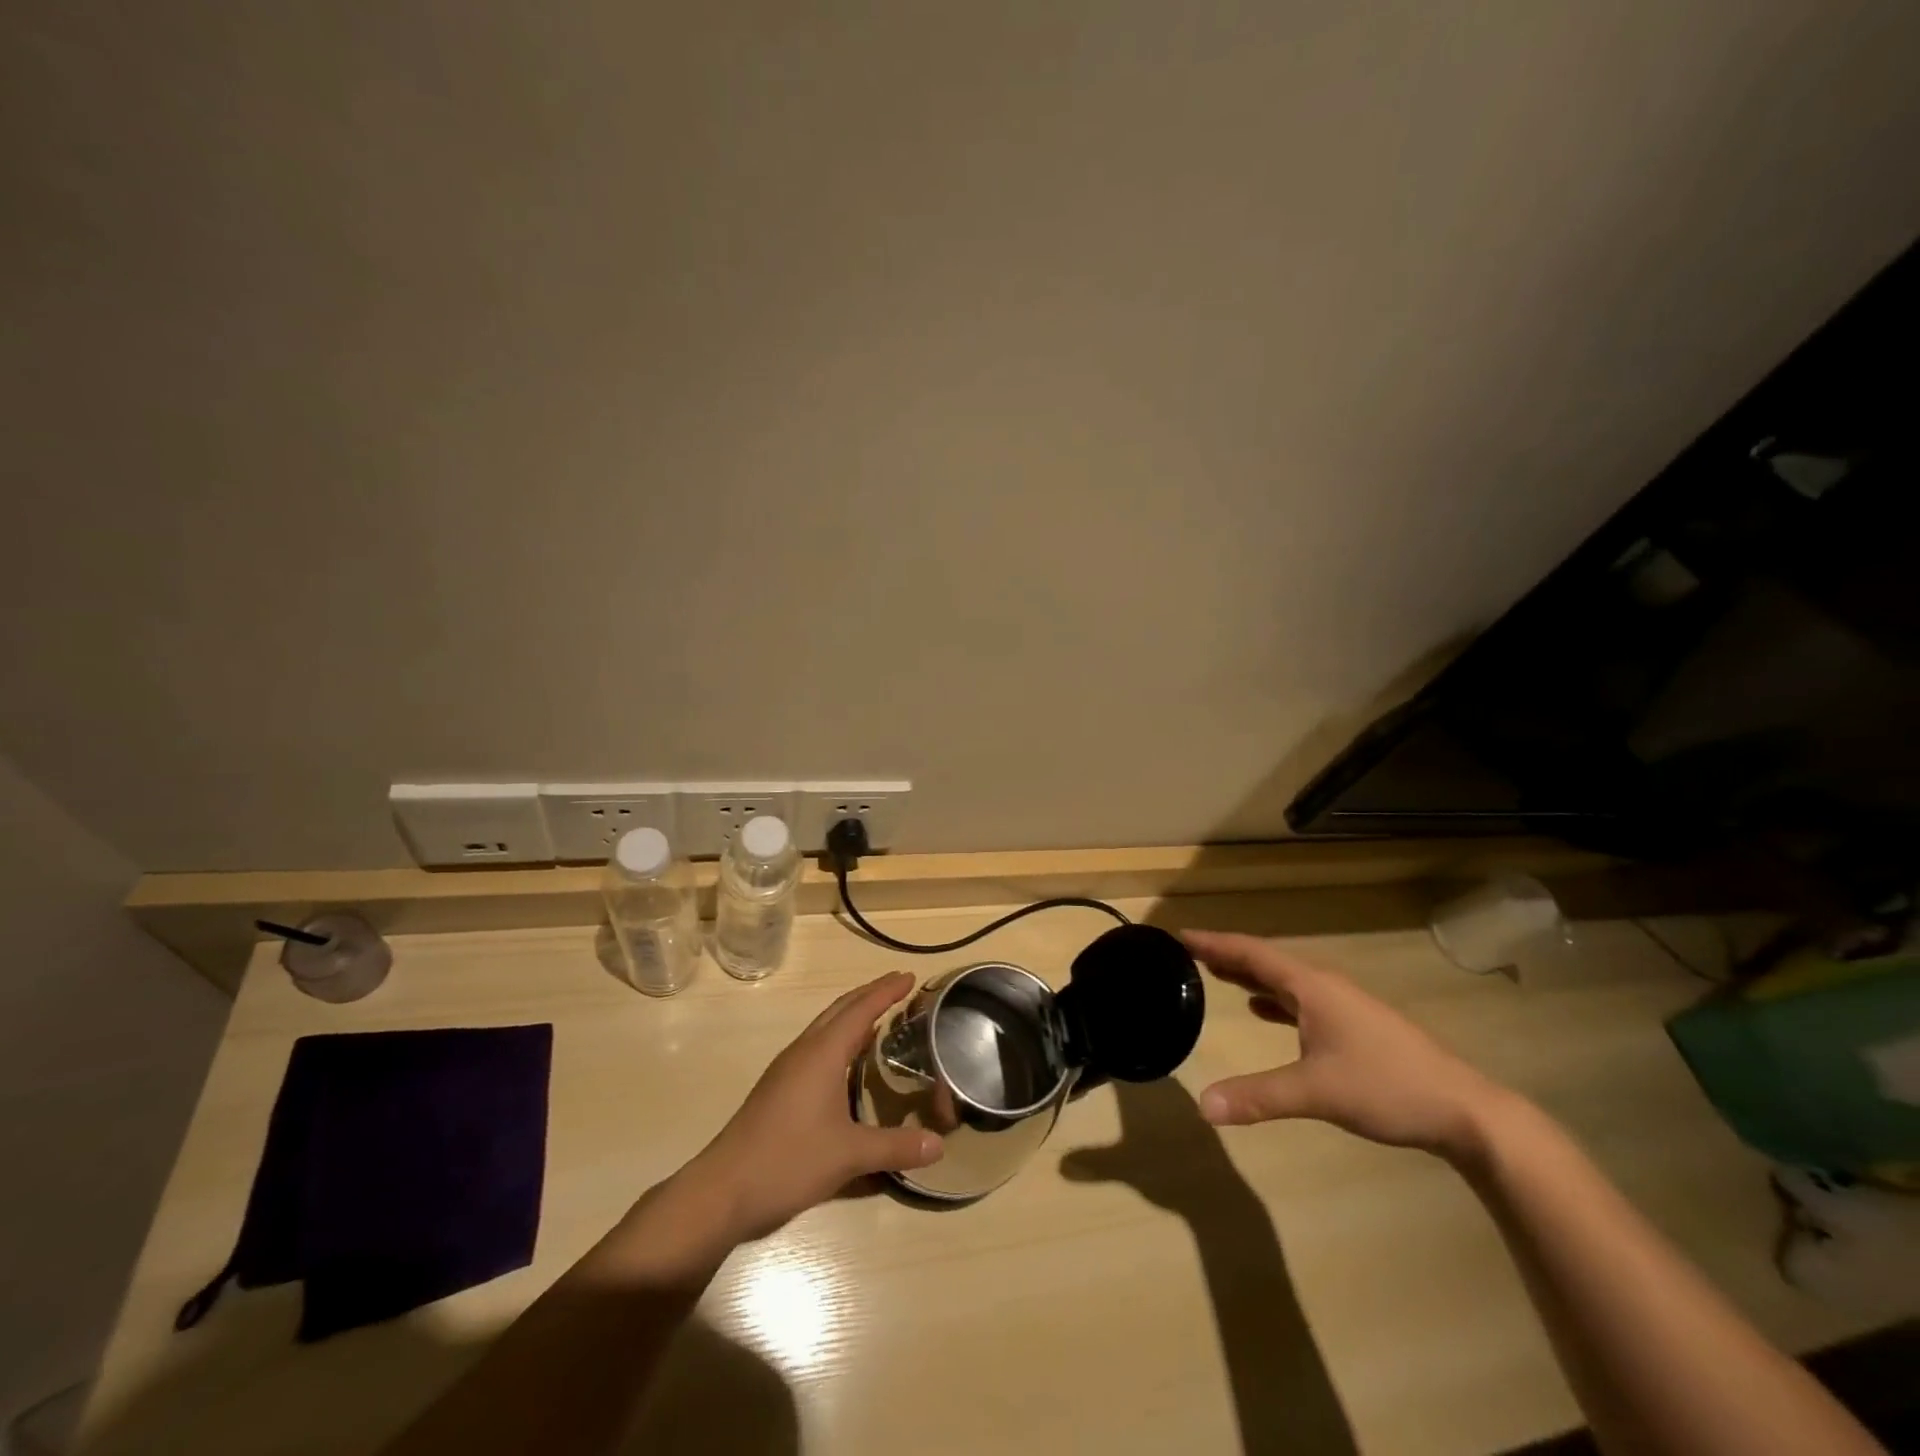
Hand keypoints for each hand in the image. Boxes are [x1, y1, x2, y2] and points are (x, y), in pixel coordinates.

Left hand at [684, 971, 942, 1242]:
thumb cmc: (788, 1160)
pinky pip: (818, 1045)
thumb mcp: (849, 1155)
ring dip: (853, 1014)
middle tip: (900, 986)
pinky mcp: (779, 1087)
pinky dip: (840, 1037)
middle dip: (871, 994)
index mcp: (823, 1053)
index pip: (861, 1009)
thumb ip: (895, 1147)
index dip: (887, 991)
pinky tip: (850, 1059)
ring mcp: (788, 1068)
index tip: (909, 976)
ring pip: (826, 1026)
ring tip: (880, 1016)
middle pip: (841, 1009)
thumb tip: (939, 1146)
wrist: (723, 1190)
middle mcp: (805, 1050)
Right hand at [1184, 929, 1507, 1159]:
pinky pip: (1300, 1001)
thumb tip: (1202, 1106)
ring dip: (1250, 976)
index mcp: (1312, 987)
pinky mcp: (1354, 1027)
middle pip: (1266, 961)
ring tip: (1216, 974)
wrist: (1465, 1111)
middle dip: (1227, 956)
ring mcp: (1343, 1007)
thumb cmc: (1387, 1087)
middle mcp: (1324, 987)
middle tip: (1188, 953)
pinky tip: (1261, 1010)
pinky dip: (1272, 999)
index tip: (1181, 935)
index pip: (1253, 953)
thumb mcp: (1316, 1092)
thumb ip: (1258, 1096)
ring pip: (1284, 981)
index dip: (1215, 943)